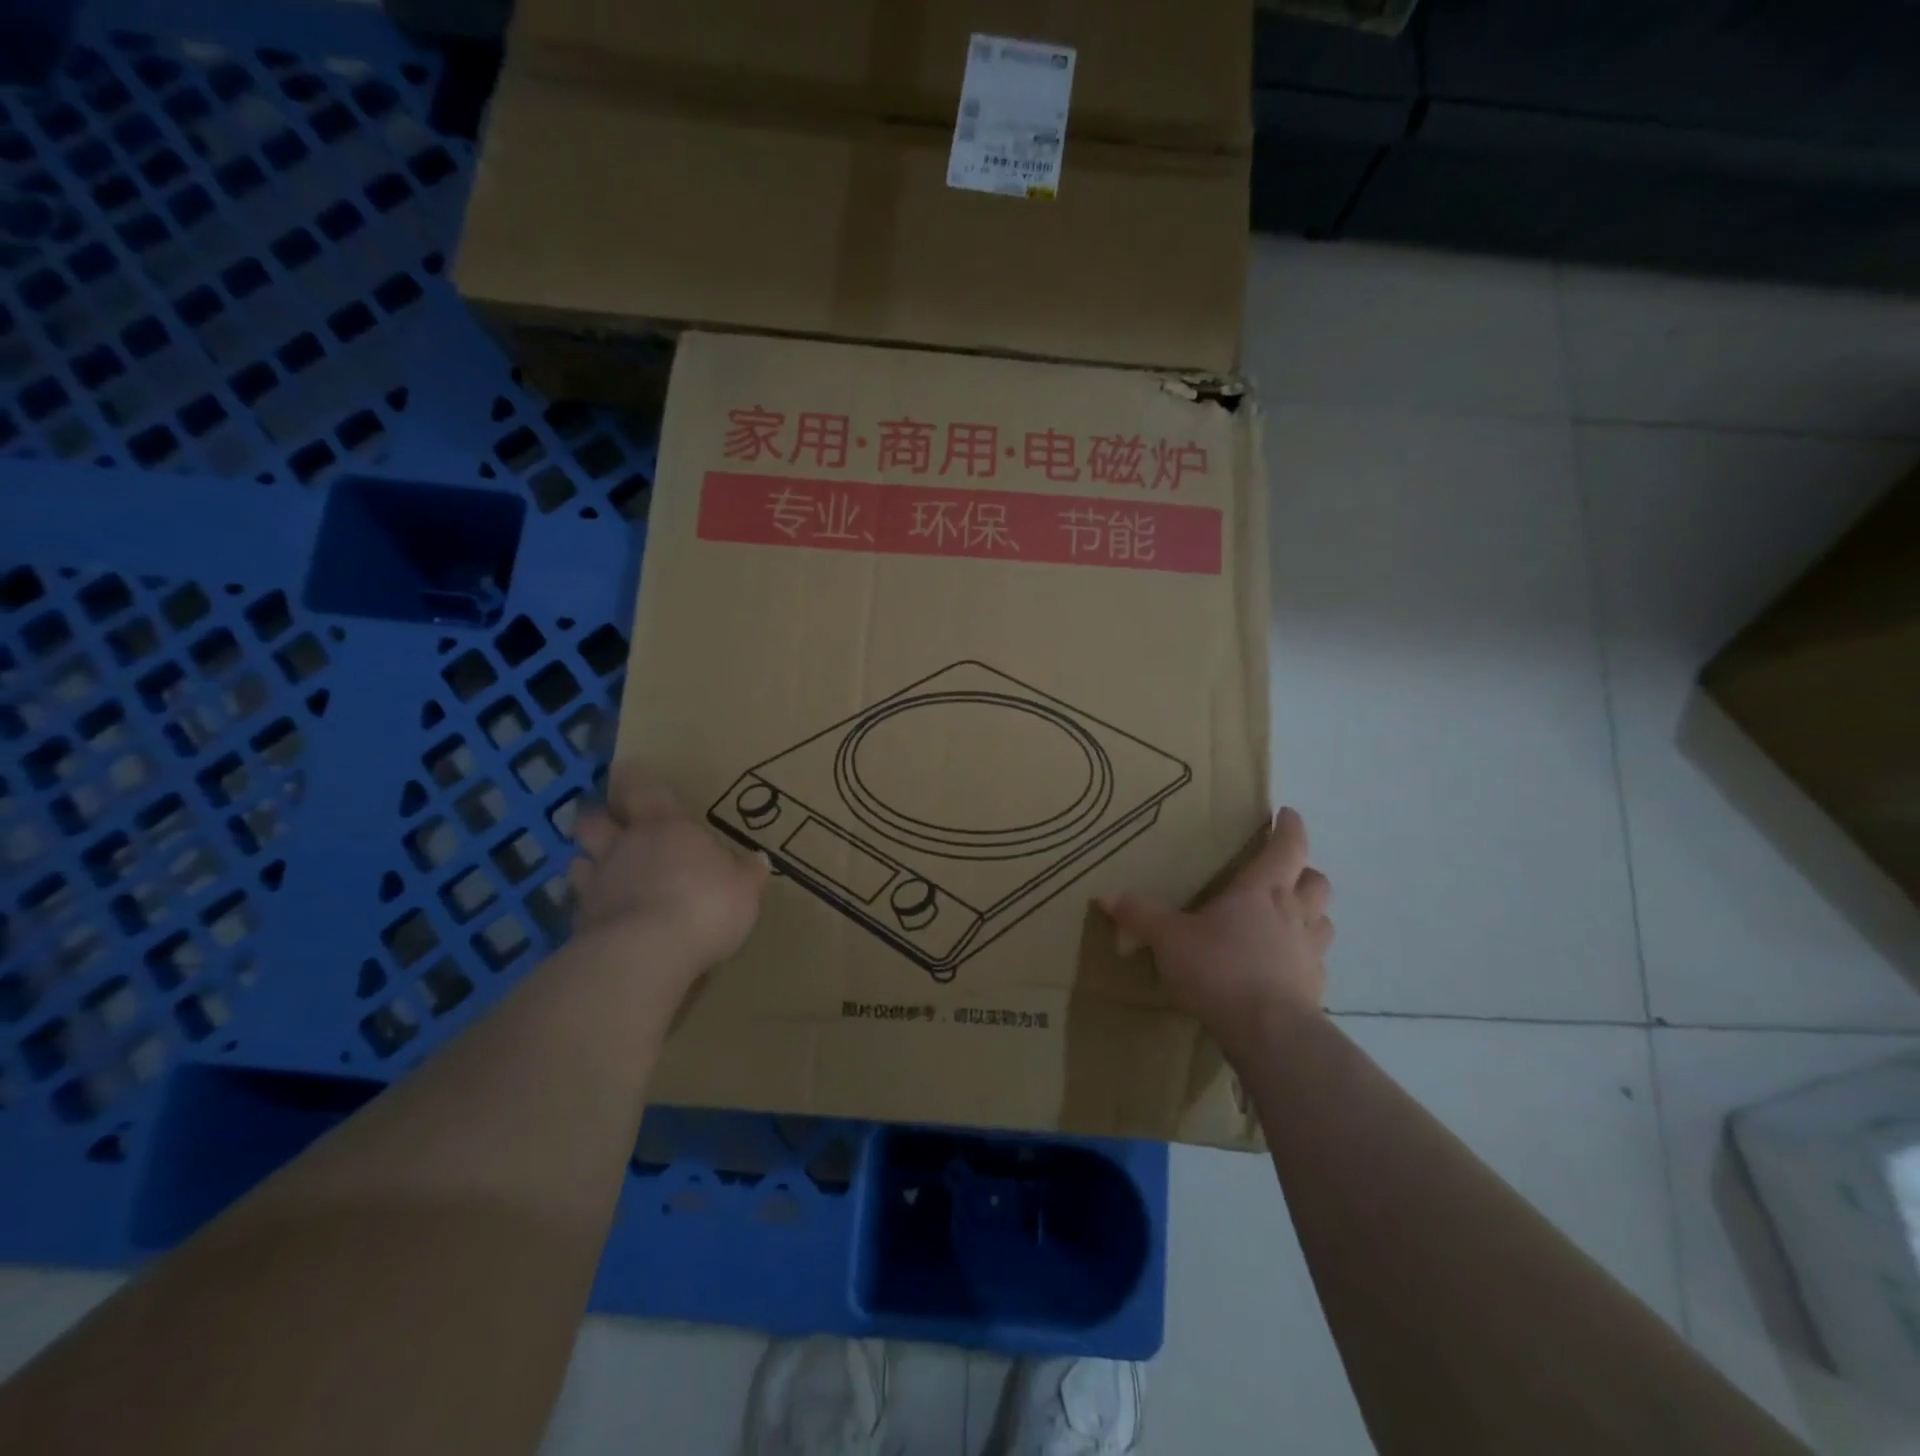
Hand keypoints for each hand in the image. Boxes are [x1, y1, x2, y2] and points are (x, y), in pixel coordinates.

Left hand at [568, 762, 769, 981]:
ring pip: (580, 862)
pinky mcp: (581, 924)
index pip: (643, 790)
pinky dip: (592, 909)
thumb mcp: (744, 890)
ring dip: (589, 864)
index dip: (633, 778)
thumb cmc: (704, 905)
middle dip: (599, 820)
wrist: (646, 954)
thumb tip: (758, 860)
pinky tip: (606, 920)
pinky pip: (581, 907)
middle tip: (608, 823)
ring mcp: (597, 885)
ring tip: (601, 873)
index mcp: (666, 828)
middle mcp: (625, 847)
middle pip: (595, 822)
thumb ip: (747, 874)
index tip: (624, 768)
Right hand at [1099, 807, 1331, 1057]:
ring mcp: (1310, 952)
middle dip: (1304, 871)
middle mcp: (1295, 913)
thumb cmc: (1220, 969)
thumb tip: (1106, 896)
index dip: (1289, 827)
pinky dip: (1303, 955)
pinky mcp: (1315, 987)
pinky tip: (1281, 967)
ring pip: (1324, 920)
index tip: (1286, 814)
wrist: (1268, 1033)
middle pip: (1316, 881)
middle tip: (1283, 874)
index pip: (1288, 846)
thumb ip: (1140, 915)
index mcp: (1263, 890)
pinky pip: (1315, 961)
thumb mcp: (1169, 939)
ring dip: (1311, 913)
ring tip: (1287, 918)